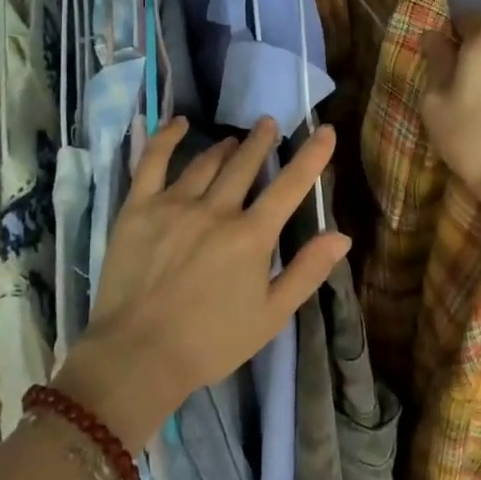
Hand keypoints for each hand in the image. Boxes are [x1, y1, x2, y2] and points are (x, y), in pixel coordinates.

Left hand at [57, 116, 349, 449]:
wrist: (138, 355)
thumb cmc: (211, 343)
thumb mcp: (271, 316)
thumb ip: (307, 272)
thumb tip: (342, 236)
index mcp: (251, 236)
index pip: (289, 185)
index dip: (311, 155)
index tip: (325, 130)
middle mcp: (216, 209)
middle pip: (245, 163)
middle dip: (262, 141)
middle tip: (269, 125)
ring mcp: (174, 204)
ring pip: (206, 162)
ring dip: (226, 147)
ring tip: (235, 140)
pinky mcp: (139, 207)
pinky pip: (153, 161)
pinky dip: (167, 137)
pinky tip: (179, 124)